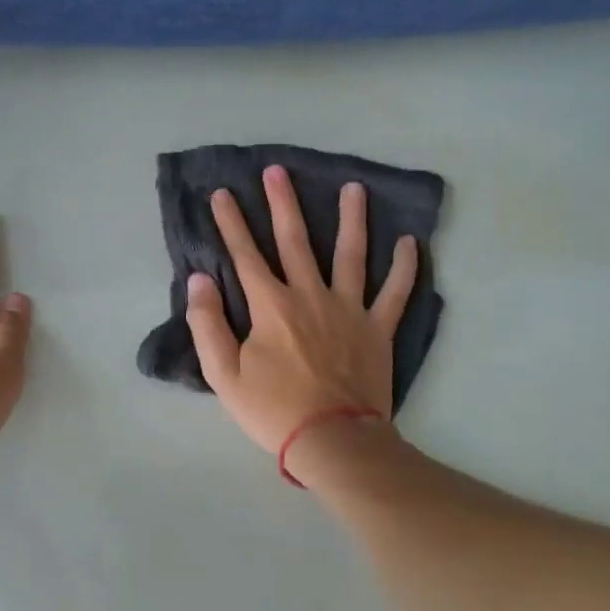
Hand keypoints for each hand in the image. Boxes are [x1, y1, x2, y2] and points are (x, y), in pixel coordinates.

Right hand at [187, 165, 417, 456]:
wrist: (332, 440)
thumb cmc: (273, 410)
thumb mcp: (223, 374)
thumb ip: (207, 324)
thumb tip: (199, 280)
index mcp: (271, 306)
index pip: (246, 255)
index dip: (231, 223)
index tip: (222, 194)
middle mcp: (310, 295)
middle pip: (295, 240)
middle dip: (283, 203)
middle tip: (278, 171)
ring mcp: (349, 309)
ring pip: (351, 254)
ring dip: (352, 219)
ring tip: (354, 188)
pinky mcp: (378, 329)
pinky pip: (395, 293)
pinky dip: (405, 268)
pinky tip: (410, 242)